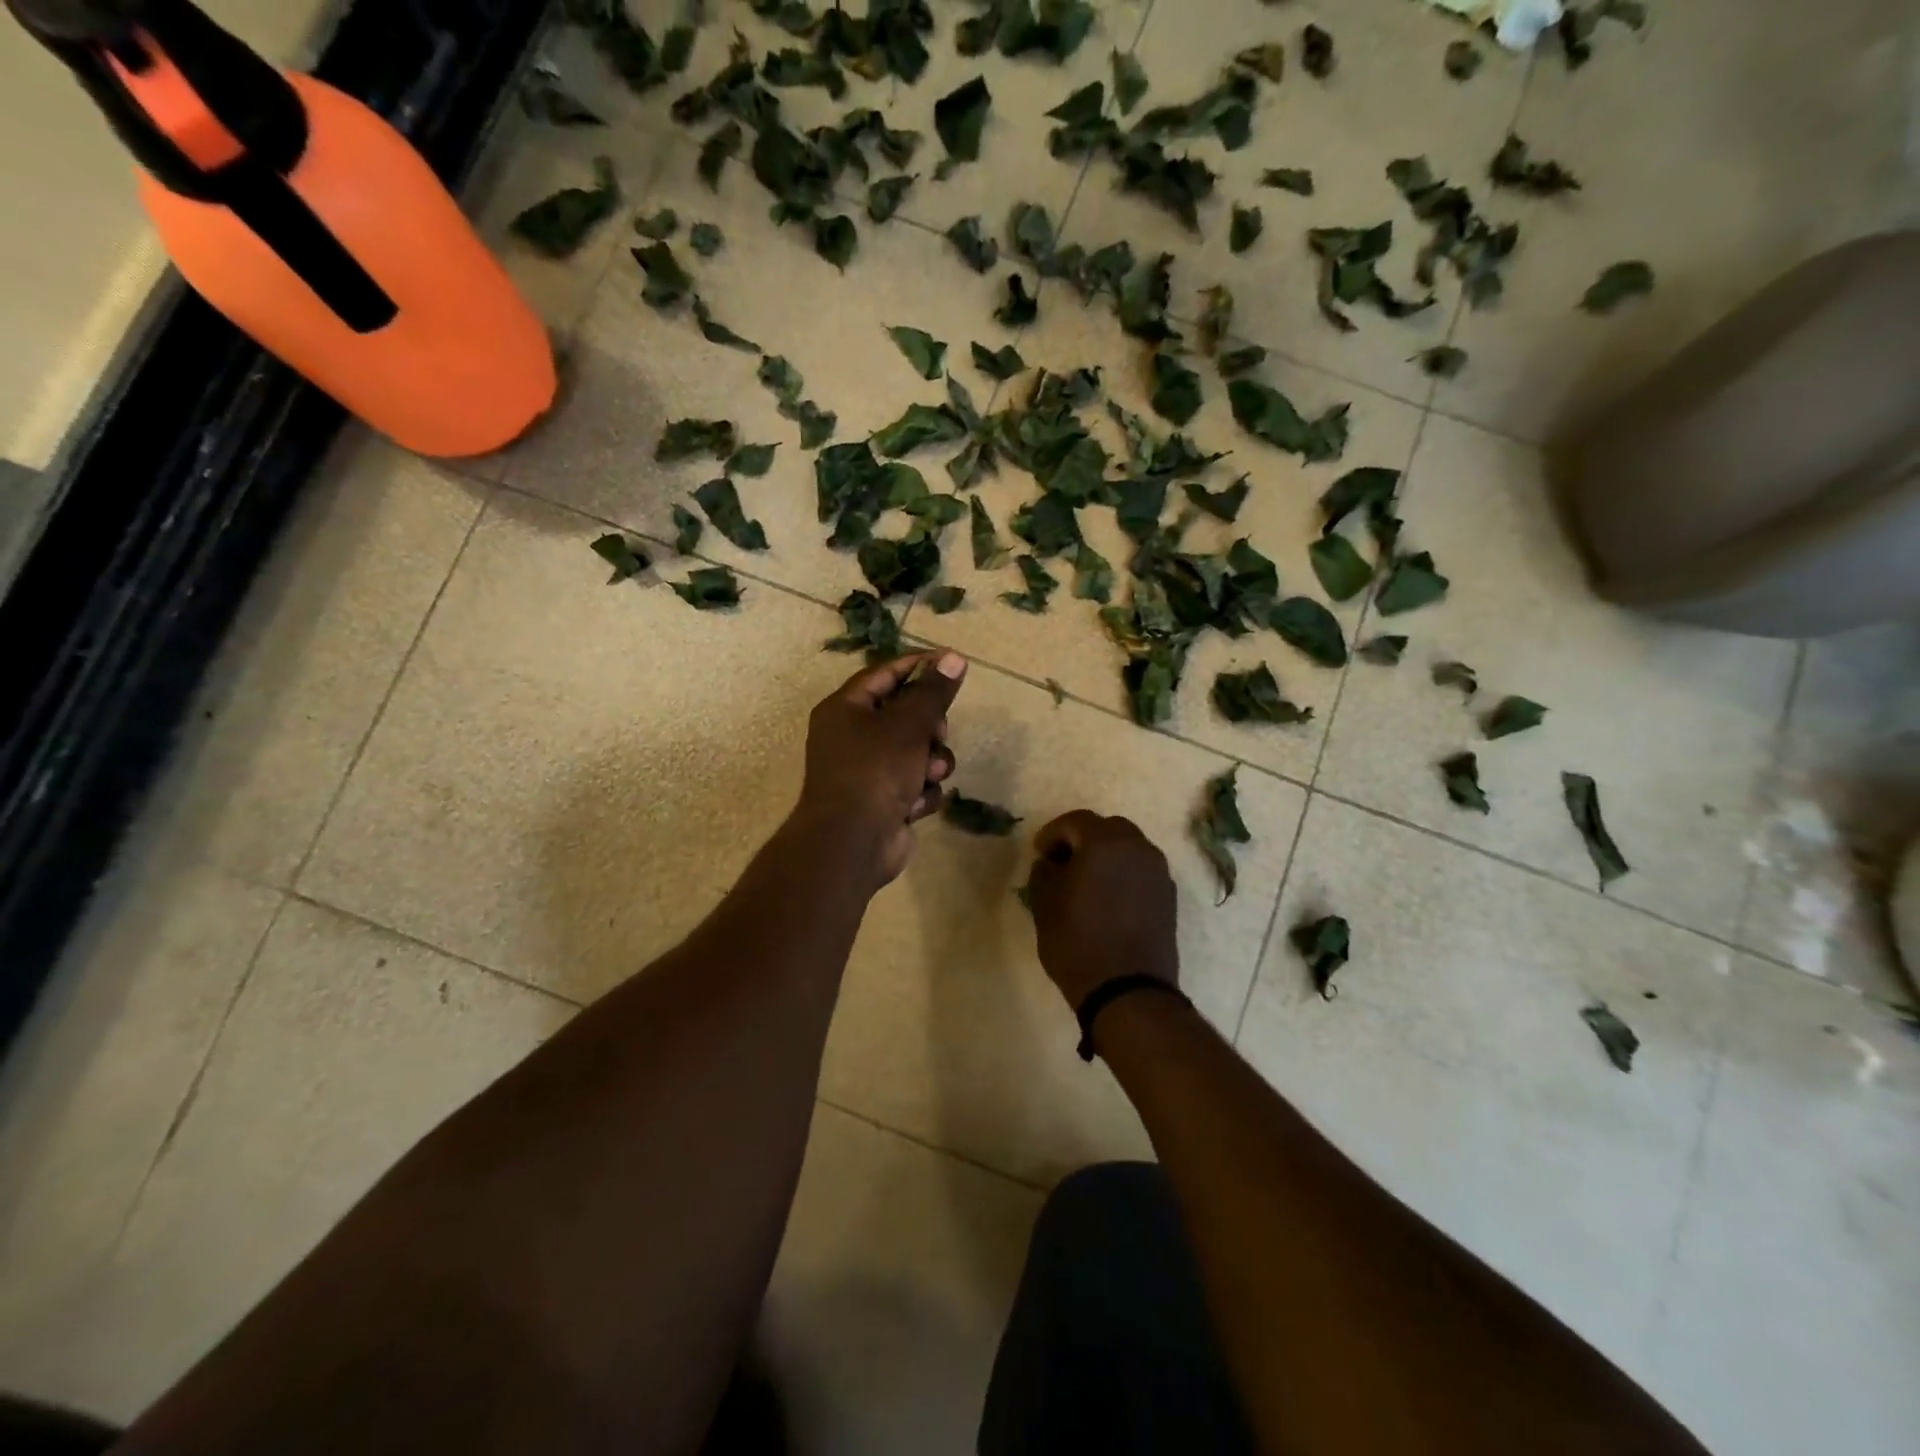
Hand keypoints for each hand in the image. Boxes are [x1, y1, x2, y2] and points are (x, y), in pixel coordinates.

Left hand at [794, 650, 966, 891]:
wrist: (853, 843)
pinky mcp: (885, 801)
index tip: (953, 662)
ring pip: (918, 752)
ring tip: (929, 774)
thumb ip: (934, 691)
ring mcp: (868, 772)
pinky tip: (914, 805)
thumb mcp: (909, 724)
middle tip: (937, 732)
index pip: (885, 673)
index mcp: (845, 709)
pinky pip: (916, 784)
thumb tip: (954, 657)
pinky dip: (921, 793)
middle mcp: (852, 737)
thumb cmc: (875, 771)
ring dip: (931, 763)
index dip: (919, 665)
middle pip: (906, 715)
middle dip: (930, 727)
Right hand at [1027, 812, 1178, 1008]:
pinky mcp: (1168, 895)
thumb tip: (1051, 862)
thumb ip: (1044, 872)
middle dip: (1083, 839)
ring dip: (1106, 855)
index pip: (1076, 821)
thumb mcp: (1044, 904)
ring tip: (1086, 881)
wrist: (1128, 990)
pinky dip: (1123, 873)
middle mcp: (1138, 848)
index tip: (1039, 853)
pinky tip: (1108, 898)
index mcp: (1105, 843)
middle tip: (1063, 862)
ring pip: (1128, 848)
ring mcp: (1158, 871)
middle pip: (1107, 828)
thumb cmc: (1078, 942)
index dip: (1052, 833)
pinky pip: (1141, 870)